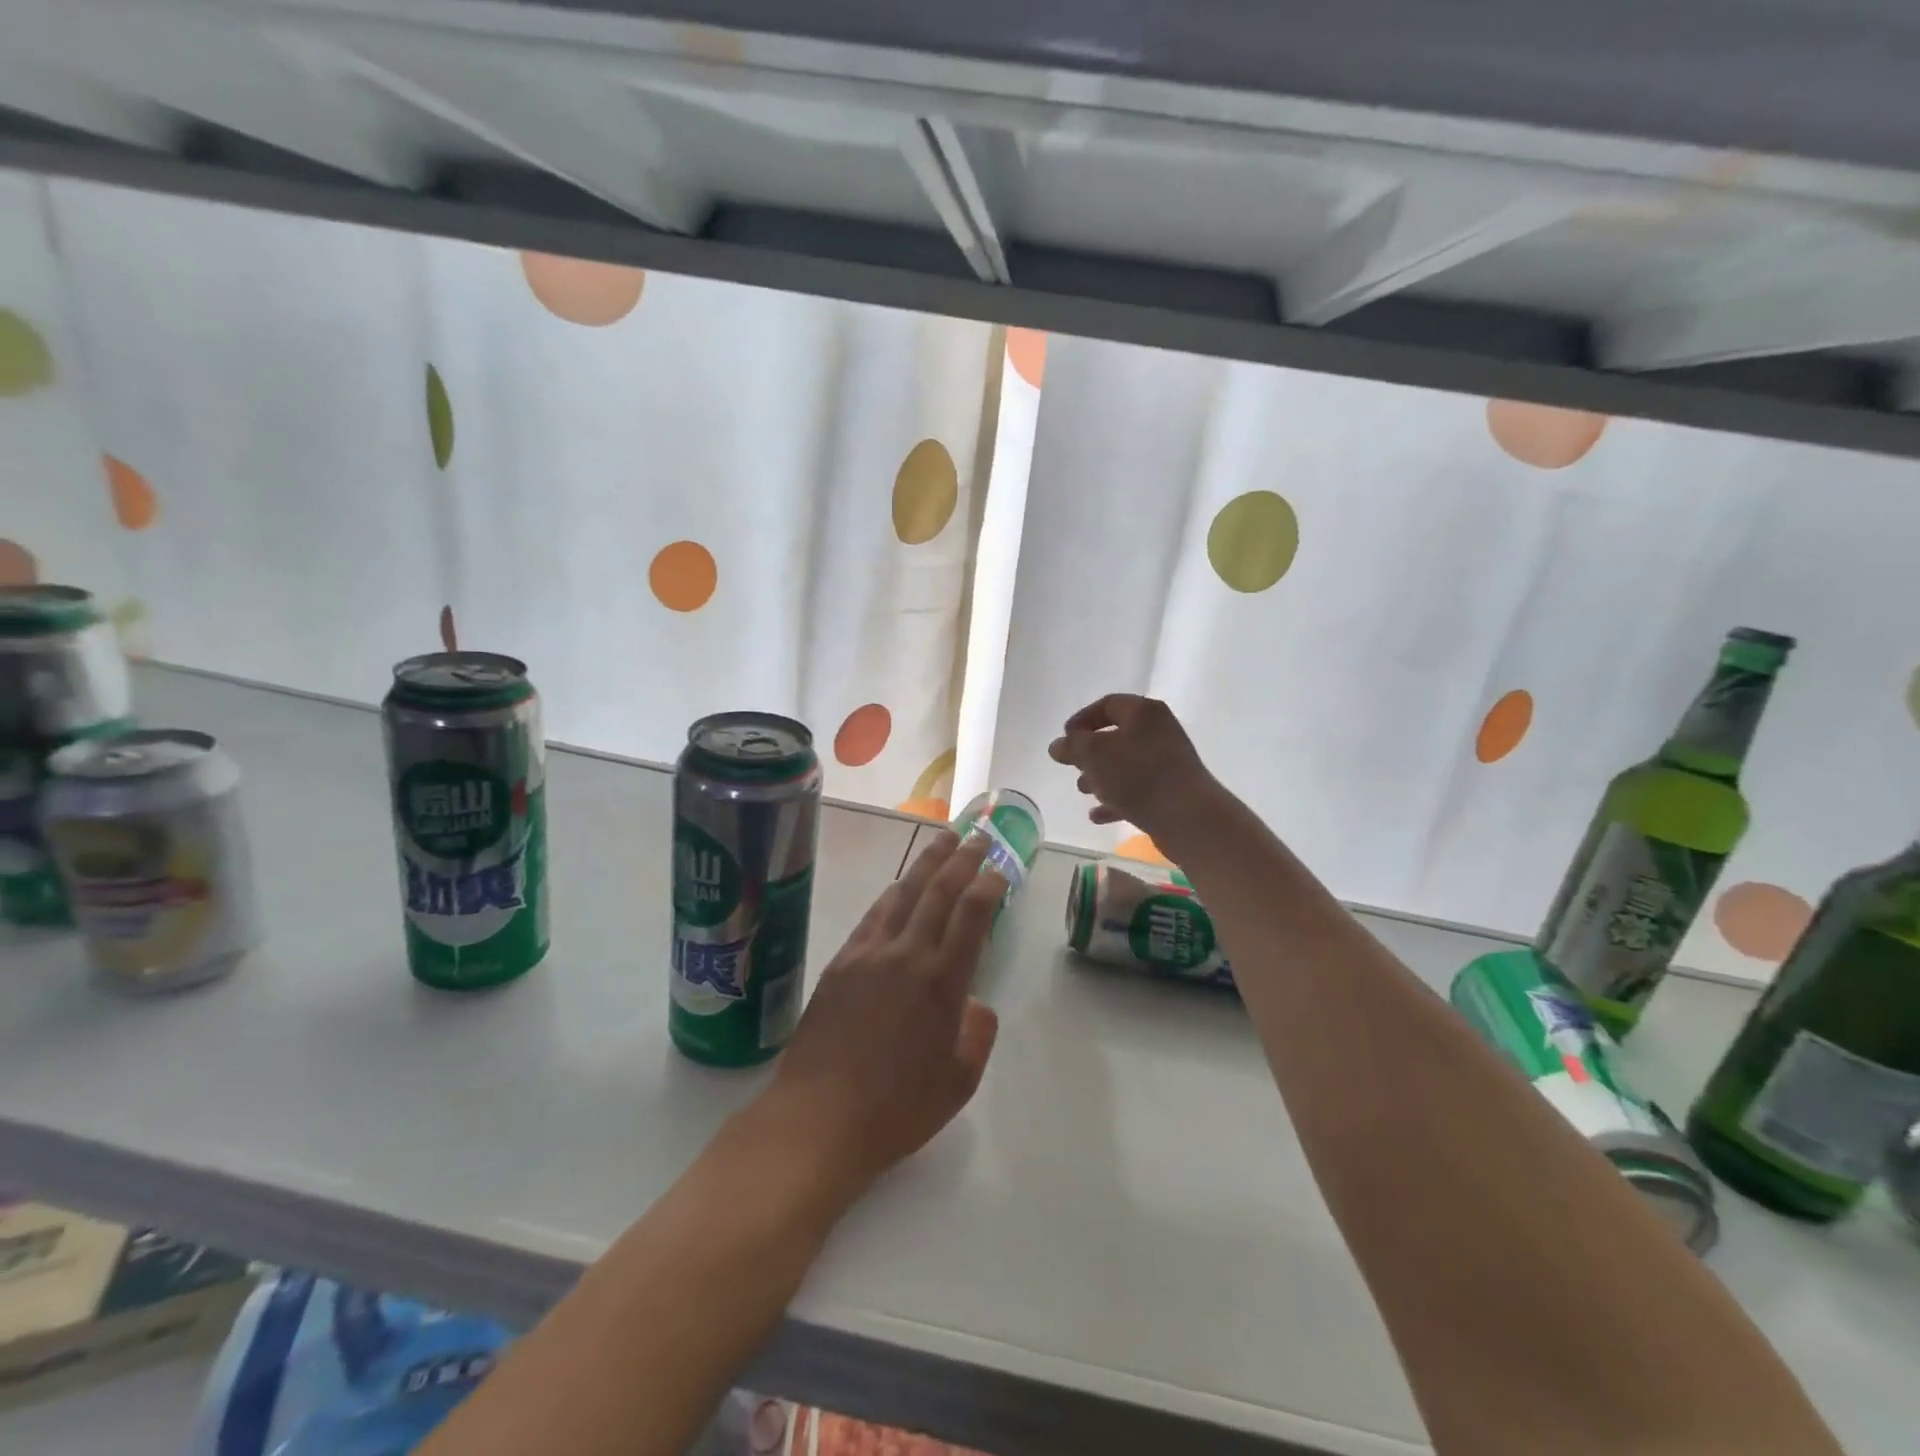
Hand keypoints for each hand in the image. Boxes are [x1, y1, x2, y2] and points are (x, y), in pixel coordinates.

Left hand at [755, 831, 1004, 1197]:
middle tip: (978, 835)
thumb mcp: (958, 1083)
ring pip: (903, 893)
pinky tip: (898, 886)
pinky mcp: (840, 962)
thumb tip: (973, 1003)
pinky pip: (873, 915)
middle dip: (962, 859)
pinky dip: (891, 893)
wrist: (818, 1117)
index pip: (971, 916)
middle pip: (938, 892)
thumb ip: (976, 1035)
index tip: (999, 868)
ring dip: (926, 863)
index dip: (988, 885)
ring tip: (942, 840)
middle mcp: (907, 955)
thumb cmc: (896, 1109)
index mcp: (942, 982)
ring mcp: (869, 954)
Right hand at [1048, 694, 1222, 843]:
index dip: (1081, 719)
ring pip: (1125, 764)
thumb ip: (1072, 746)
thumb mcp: (1094, 754)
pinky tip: (1097, 815)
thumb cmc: (1138, 775)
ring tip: (1083, 790)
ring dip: (1101, 776)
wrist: (1187, 816)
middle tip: (1073, 766)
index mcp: (1143, 712)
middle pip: (1116, 736)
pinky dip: (1116, 799)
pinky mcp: (1170, 791)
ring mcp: (1167, 762)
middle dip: (1090, 752)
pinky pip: (1136, 790)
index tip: (1064, 739)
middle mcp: (1159, 732)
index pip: (1107, 705)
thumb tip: (1057, 745)